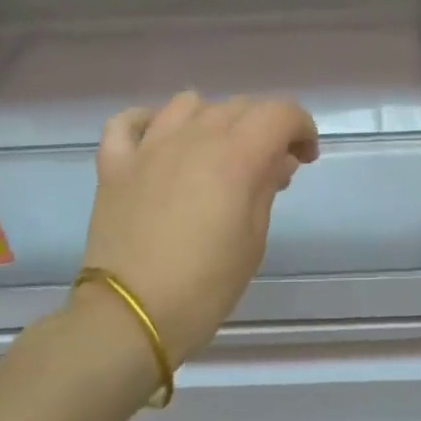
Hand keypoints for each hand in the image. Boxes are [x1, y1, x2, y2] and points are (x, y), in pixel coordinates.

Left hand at [79, 92, 318, 362]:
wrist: (132, 316)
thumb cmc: (206, 285)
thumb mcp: (253, 239)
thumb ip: (266, 187)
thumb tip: (278, 158)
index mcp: (235, 156)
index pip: (280, 113)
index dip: (301, 128)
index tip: (305, 159)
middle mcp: (193, 138)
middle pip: (239, 106)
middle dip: (264, 128)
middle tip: (269, 169)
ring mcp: (149, 147)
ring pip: (188, 104)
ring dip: (213, 119)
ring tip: (217, 153)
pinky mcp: (115, 165)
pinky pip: (129, 122)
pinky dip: (150, 123)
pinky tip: (161, 143)